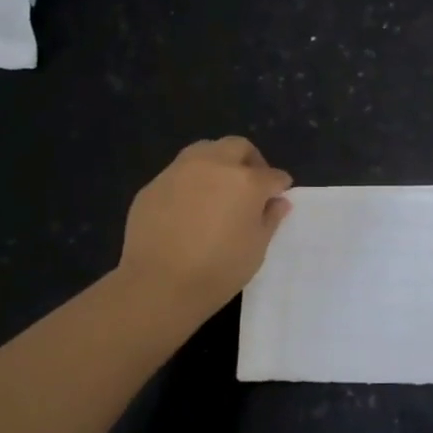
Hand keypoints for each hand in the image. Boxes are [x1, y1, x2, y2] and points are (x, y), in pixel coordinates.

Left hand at [117, 137, 292, 320]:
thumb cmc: (219, 270)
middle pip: (238, 147)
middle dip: (250, 161)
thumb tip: (278, 202)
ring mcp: (179, 171)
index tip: (278, 196)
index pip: (272, 175)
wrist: (159, 285)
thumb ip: (270, 218)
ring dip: (218, 163)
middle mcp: (214, 166)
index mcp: (246, 181)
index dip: (279, 186)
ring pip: (205, 151)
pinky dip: (191, 182)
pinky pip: (179, 174)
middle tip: (251, 185)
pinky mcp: (153, 185)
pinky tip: (188, 209)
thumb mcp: (257, 248)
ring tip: (218, 190)